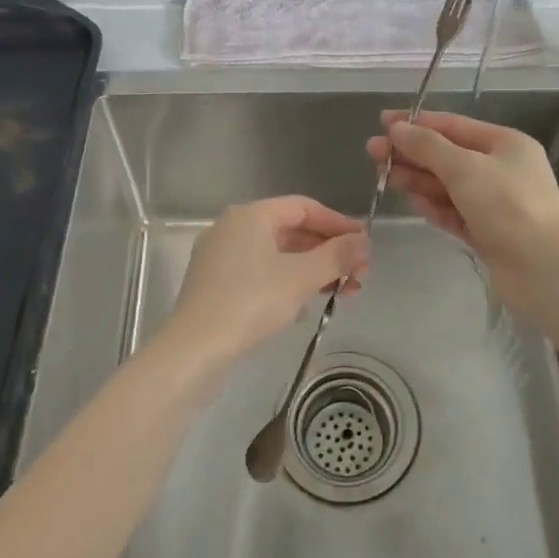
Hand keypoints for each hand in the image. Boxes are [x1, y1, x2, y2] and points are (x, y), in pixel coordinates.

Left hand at [162, 196, 369, 366]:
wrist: (194, 350)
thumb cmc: (251, 302)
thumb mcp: (302, 277)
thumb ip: (337, 256)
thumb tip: (364, 241)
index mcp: (251, 215)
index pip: (303, 207)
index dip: (337, 222)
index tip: (364, 243)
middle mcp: (233, 228)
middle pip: (291, 230)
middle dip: (328, 251)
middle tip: (359, 273)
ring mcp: (220, 257)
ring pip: (277, 255)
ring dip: (312, 269)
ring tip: (343, 292)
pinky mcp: (215, 285)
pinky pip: (261, 273)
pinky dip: (288, 282)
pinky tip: (307, 305)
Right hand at [365, 111, 558, 311]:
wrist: (543, 268)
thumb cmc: (507, 205)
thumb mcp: (464, 167)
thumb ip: (427, 146)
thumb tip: (397, 128)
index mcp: (505, 143)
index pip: (453, 125)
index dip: (417, 122)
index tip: (382, 122)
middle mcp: (501, 169)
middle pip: (448, 155)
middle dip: (412, 153)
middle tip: (372, 152)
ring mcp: (495, 203)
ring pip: (448, 185)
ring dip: (418, 179)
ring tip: (384, 175)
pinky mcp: (488, 232)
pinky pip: (454, 212)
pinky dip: (434, 206)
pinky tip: (412, 202)